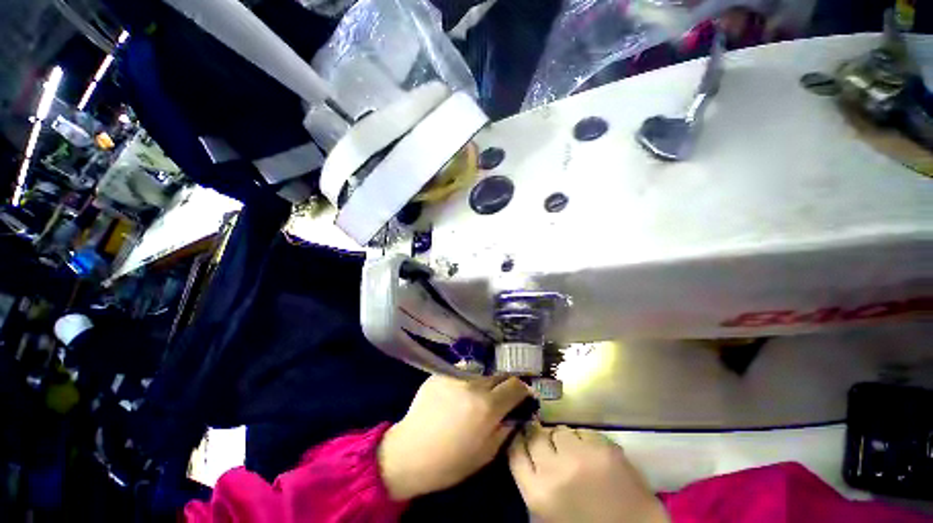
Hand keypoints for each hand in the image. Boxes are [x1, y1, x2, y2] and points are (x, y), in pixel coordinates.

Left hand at [378, 375, 529, 499]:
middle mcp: (473, 384)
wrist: (409, 453)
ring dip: (482, 386)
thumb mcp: (486, 454)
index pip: (515, 385)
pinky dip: (463, 385)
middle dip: (503, 386)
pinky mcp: (440, 373)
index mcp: (487, 406)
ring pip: (479, 375)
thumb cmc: (450, 462)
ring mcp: (455, 376)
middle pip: (498, 376)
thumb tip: (516, 413)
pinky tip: (453, 399)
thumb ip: (506, 429)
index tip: (522, 396)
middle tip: (499, 399)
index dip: (522, 390)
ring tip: (472, 401)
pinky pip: (460, 375)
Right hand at [508, 423, 668, 522]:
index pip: (515, 451)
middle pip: (534, 435)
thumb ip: (532, 482)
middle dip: (538, 436)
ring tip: (572, 452)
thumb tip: (525, 449)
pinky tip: (591, 454)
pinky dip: (583, 439)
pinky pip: (582, 431)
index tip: (522, 436)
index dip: (517, 440)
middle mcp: (555, 471)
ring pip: (558, 430)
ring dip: (562, 439)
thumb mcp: (548, 513)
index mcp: (538, 494)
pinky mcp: (605, 449)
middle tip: (547, 443)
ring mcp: (582, 457)